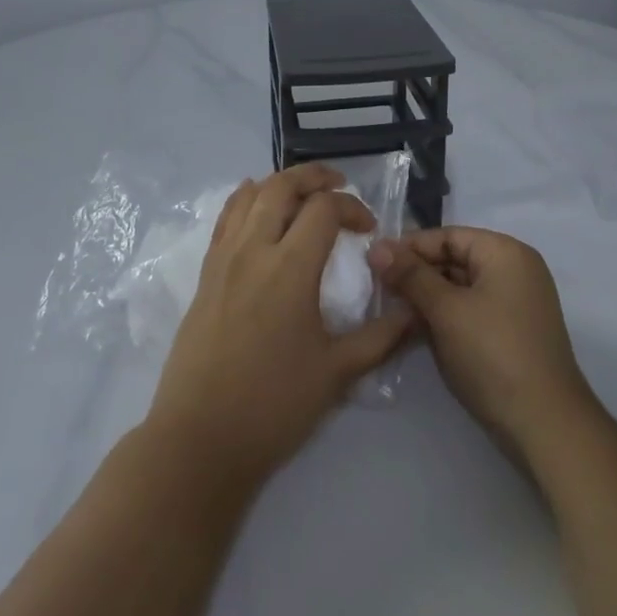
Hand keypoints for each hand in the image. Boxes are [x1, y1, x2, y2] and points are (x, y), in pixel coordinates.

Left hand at [147, 164, 409, 487]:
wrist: (201, 439)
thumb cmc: (274, 405)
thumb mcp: (338, 372)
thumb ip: (381, 337)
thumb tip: (415, 313)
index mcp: (290, 267)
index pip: (324, 208)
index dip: (352, 207)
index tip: (368, 229)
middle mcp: (254, 250)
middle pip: (282, 186)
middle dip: (314, 176)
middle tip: (338, 185)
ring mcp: (223, 259)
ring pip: (249, 195)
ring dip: (279, 184)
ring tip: (301, 193)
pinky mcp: (205, 274)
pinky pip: (225, 219)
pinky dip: (245, 200)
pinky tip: (257, 206)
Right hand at [367, 227, 594, 459]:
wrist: (544, 425)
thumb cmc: (493, 354)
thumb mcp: (446, 311)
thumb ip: (410, 276)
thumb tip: (377, 247)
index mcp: (505, 253)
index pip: (448, 236)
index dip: (409, 247)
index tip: (372, 261)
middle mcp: (515, 270)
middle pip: (454, 259)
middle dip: (416, 273)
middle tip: (377, 288)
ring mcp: (516, 303)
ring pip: (460, 287)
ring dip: (427, 297)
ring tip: (390, 309)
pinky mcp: (511, 332)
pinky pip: (471, 310)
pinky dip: (445, 316)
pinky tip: (416, 330)